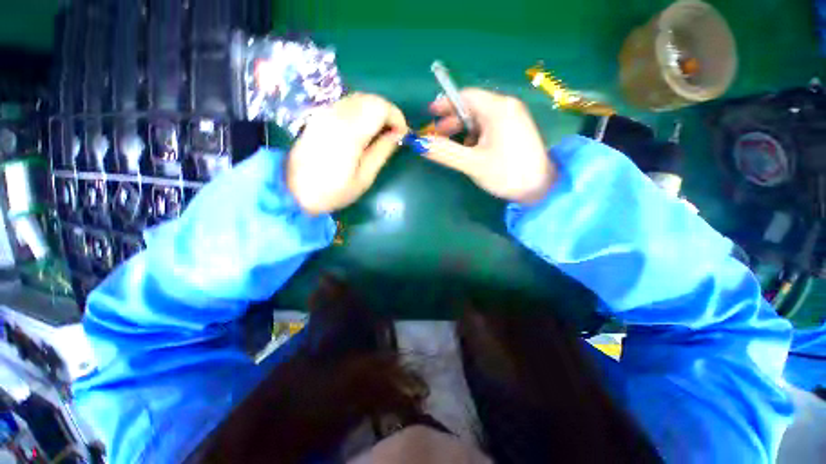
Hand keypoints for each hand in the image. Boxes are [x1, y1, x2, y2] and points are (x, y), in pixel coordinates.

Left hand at [286, 93, 407, 214]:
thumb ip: (382, 151)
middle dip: (387, 112)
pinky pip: (346, 104)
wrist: (294, 191)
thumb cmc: (333, 191)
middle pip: (370, 98)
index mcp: (349, 132)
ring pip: (358, 98)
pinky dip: (361, 112)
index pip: (380, 107)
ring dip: (375, 111)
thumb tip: (397, 134)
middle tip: (394, 134)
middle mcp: (336, 115)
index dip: (396, 116)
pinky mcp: (319, 117)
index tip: (403, 134)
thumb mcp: (364, 178)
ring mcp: (325, 113)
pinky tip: (364, 130)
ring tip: (381, 133)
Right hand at [425, 89, 554, 204]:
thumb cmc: (506, 173)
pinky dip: (476, 136)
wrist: (540, 189)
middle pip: (472, 107)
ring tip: (454, 147)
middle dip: (452, 121)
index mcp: (498, 109)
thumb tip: (419, 143)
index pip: (465, 96)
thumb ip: (445, 152)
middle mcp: (507, 107)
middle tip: (437, 136)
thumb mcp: (472, 163)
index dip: (444, 104)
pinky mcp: (515, 130)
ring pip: (480, 118)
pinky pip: (489, 127)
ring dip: (463, 130)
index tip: (429, 114)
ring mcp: (513, 118)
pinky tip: (472, 151)